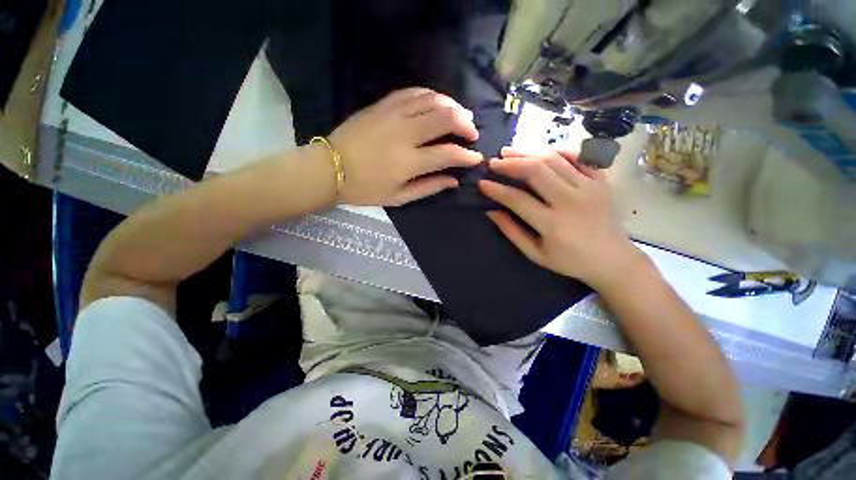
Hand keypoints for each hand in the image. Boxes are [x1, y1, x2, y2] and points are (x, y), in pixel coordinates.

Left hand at [329, 88, 482, 205]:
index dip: (467, 156)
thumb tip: (453, 181)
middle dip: (466, 123)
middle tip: (472, 132)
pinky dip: (431, 95)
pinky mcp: (382, 105)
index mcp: (408, 162)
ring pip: (432, 100)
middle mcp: (404, 134)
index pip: (448, 154)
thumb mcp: (398, 198)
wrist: (329, 168)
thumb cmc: (364, 188)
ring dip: (452, 106)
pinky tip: (437, 102)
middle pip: (445, 118)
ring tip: (460, 115)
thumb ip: (428, 188)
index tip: (476, 158)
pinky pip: (413, 92)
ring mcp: (392, 115)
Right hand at [479, 146, 643, 289]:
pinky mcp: (601, 181)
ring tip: (510, 151)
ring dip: (528, 152)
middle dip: (511, 163)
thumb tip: (491, 212)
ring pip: (554, 159)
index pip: (517, 199)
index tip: (482, 183)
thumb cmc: (570, 261)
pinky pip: (579, 157)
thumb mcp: (535, 254)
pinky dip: (558, 151)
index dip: (496, 190)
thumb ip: (512, 232)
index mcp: (552, 224)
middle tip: (494, 162)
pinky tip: (541, 151)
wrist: (614, 260)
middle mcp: (570, 201)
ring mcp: (589, 188)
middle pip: (536, 171)